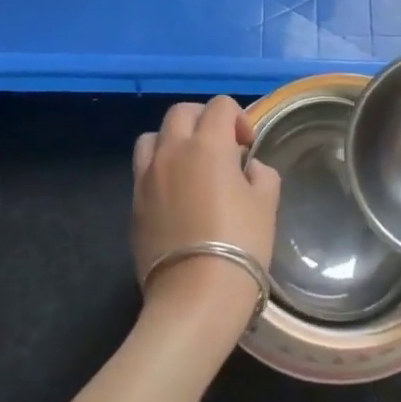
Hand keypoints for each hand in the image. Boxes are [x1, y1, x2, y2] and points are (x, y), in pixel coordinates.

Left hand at [132, 98, 280, 327]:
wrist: (196, 295)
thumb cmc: (241, 243)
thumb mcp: (266, 203)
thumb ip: (260, 174)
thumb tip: (248, 168)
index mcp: (208, 144)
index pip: (220, 106)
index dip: (238, 118)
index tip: (247, 146)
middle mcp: (172, 151)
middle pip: (182, 112)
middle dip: (203, 120)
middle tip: (221, 147)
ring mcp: (147, 177)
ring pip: (153, 136)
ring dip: (173, 140)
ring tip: (190, 165)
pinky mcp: (134, 203)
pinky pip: (143, 169)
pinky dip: (159, 168)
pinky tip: (176, 194)